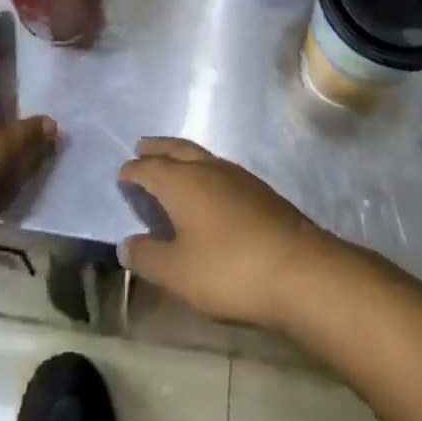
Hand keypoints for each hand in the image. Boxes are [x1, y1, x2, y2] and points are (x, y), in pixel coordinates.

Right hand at [117, 137, 342, 329]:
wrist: (298, 269)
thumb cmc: (228, 269)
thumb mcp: (178, 273)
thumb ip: (148, 257)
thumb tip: (126, 243)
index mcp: (181, 182)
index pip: (149, 168)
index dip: (133, 170)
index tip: (122, 173)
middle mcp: (207, 168)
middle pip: (176, 149)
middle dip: (157, 148)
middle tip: (142, 147)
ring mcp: (237, 176)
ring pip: (201, 155)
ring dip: (181, 155)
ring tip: (172, 163)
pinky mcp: (259, 190)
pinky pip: (220, 168)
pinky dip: (203, 169)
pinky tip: (209, 187)